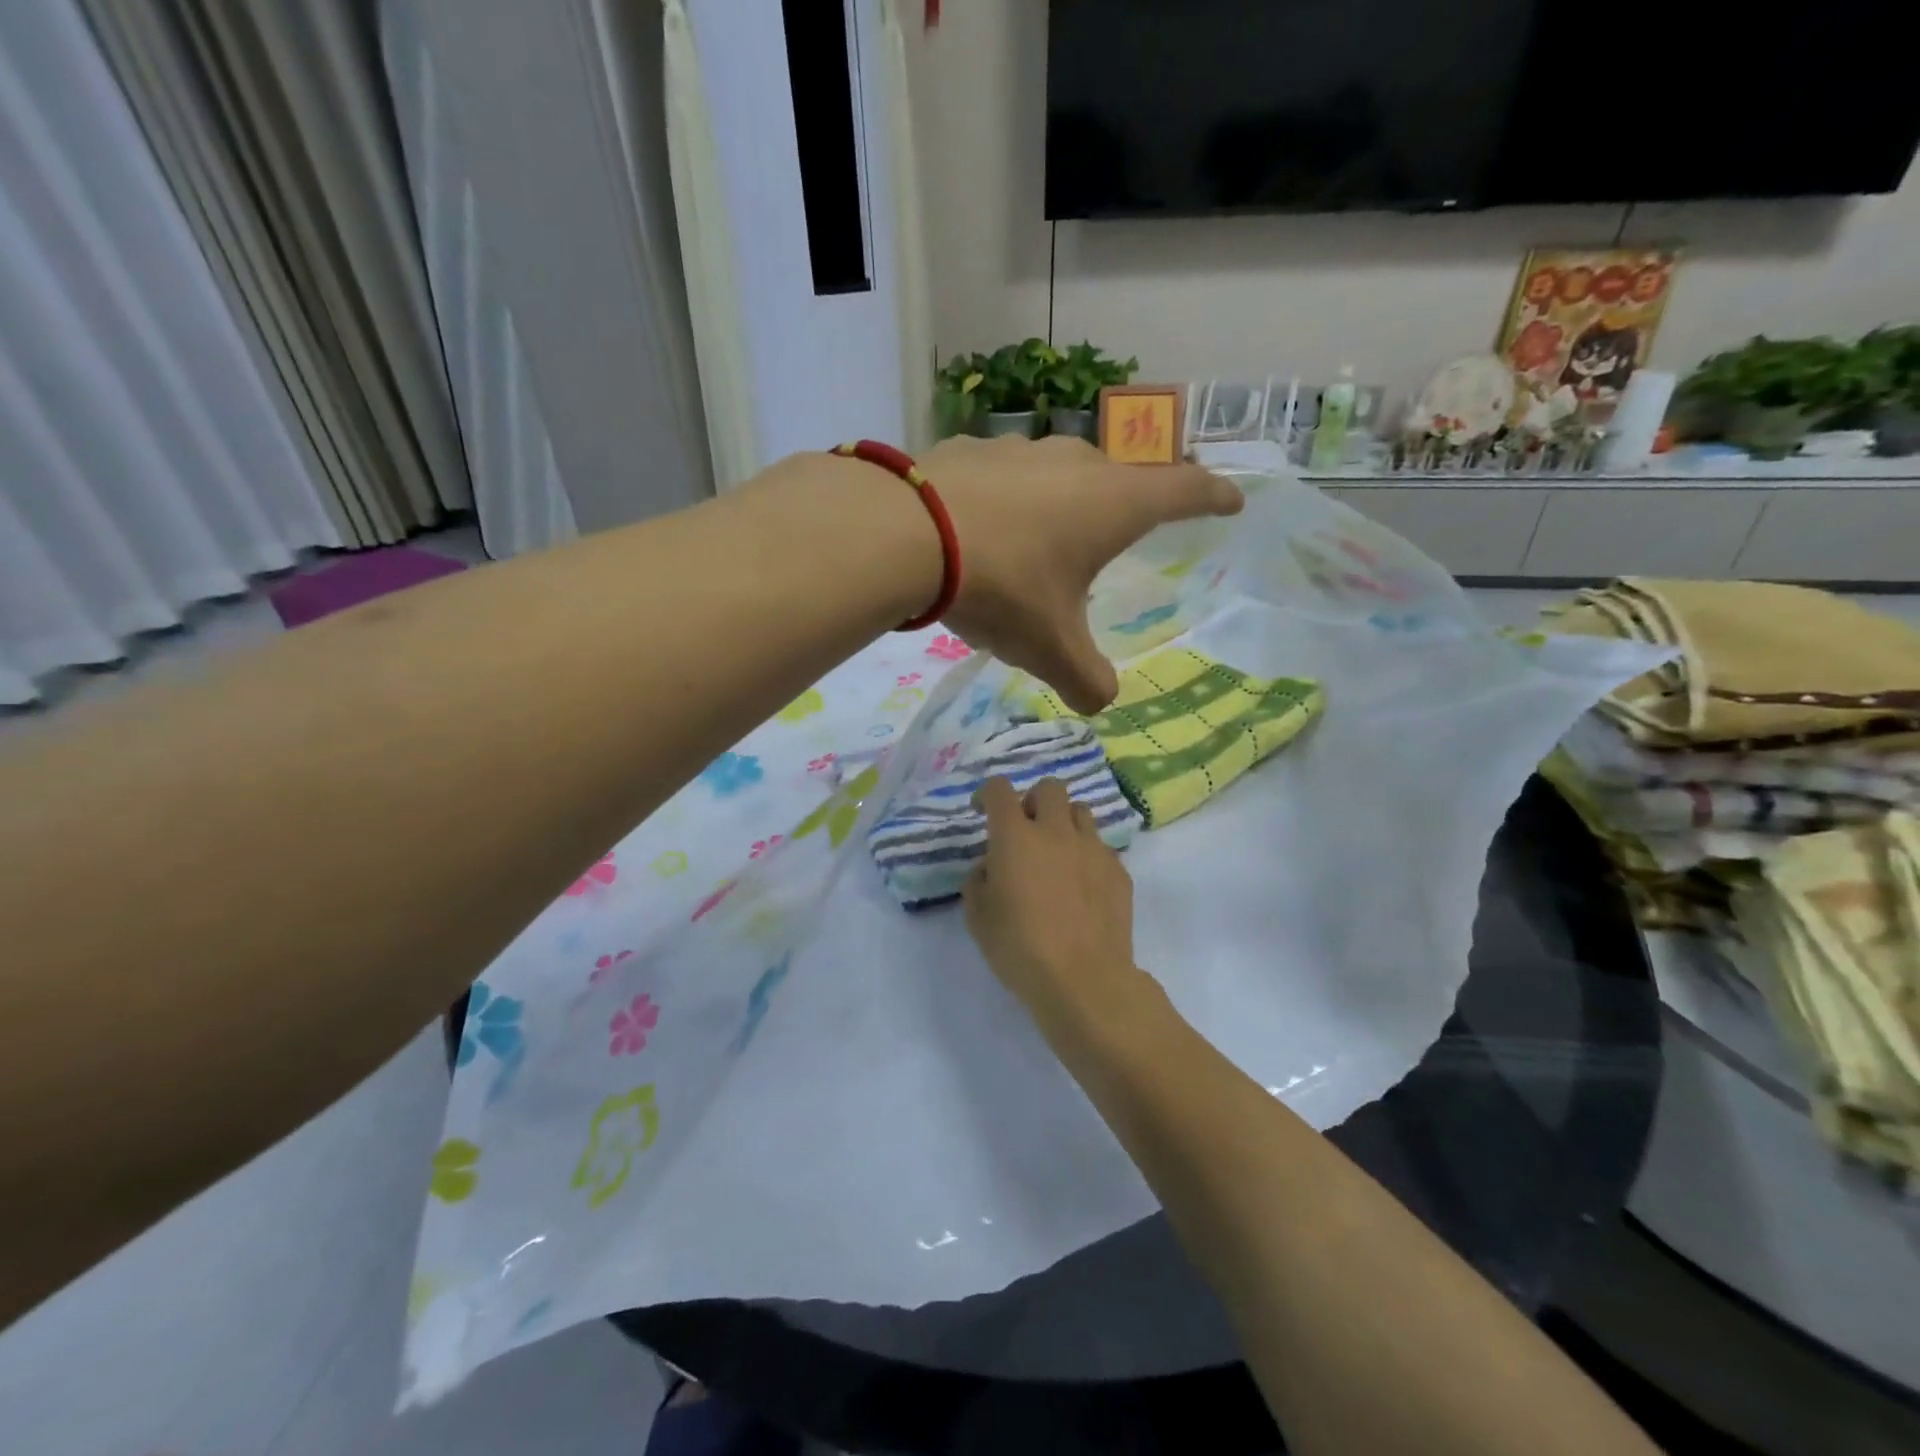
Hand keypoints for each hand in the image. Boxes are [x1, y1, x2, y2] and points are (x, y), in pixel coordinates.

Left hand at [926, 436, 1240, 712]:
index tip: (1231, 500)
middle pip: (1121, 475)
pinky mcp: (969, 450)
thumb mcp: (1050, 647)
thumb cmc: (1003, 587)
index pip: (1185, 491)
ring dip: (1064, 498)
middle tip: (1127, 526)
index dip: (1213, 497)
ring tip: (1048, 532)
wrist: (907, 536)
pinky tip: (983, 524)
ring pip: (1059, 470)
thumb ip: (1085, 680)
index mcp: (1114, 503)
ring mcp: (1020, 450)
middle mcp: (1076, 463)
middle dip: (1131, 499)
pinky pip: (1003, 476)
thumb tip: (1100, 703)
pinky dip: (1007, 498)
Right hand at [963, 775, 1144, 1037]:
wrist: (1084, 980)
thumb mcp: (978, 918)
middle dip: (1033, 800)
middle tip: (1025, 828)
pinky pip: (1100, 846)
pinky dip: (1086, 854)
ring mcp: (1093, 848)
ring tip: (1056, 852)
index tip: (981, 811)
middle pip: (1049, 787)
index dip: (987, 794)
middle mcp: (1056, 831)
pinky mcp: (1118, 870)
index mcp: (1016, 837)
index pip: (999, 790)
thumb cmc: (1020, 948)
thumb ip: (978, 881)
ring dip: (1063, 822)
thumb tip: (991, 866)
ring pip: (1080, 811)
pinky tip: (1081, 885)